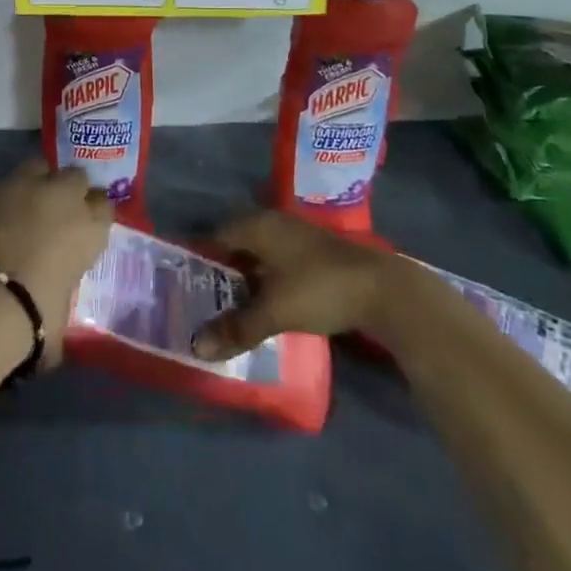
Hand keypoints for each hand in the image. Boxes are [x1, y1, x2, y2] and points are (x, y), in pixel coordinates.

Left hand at [0, 160, 113, 361]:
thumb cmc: (32, 317)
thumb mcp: (61, 318)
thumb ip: (61, 305)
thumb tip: (53, 327)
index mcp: (88, 227)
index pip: (105, 205)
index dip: (95, 214)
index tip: (86, 227)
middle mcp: (61, 196)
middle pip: (76, 176)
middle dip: (70, 190)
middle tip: (58, 211)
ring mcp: (23, 186)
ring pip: (39, 167)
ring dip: (38, 181)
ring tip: (27, 203)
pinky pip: (4, 184)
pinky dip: (4, 196)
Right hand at [192, 210, 393, 360]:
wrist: (383, 290)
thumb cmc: (319, 289)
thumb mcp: (274, 312)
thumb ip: (236, 328)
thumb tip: (196, 347)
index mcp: (258, 226)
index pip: (217, 235)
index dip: (201, 257)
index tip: (187, 283)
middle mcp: (274, 223)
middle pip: (238, 242)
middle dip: (223, 269)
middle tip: (205, 298)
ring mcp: (297, 236)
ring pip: (260, 253)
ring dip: (247, 276)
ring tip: (232, 306)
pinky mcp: (315, 253)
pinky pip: (278, 261)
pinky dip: (267, 279)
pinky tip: (267, 304)